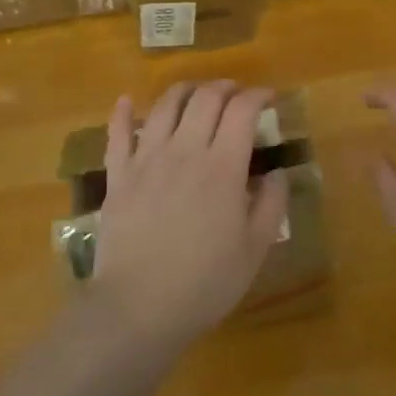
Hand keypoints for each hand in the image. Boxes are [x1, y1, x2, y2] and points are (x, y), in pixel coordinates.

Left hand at [91, 81, 290, 349]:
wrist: (138, 308)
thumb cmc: (204, 283)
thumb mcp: (255, 249)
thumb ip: (272, 204)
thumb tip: (278, 172)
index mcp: (222, 167)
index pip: (242, 111)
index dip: (258, 96)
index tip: (268, 98)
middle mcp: (184, 150)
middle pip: (205, 98)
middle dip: (225, 87)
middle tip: (237, 94)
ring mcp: (146, 159)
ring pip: (165, 105)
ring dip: (185, 90)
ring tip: (196, 93)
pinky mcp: (118, 175)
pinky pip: (117, 133)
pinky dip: (124, 112)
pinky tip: (128, 101)